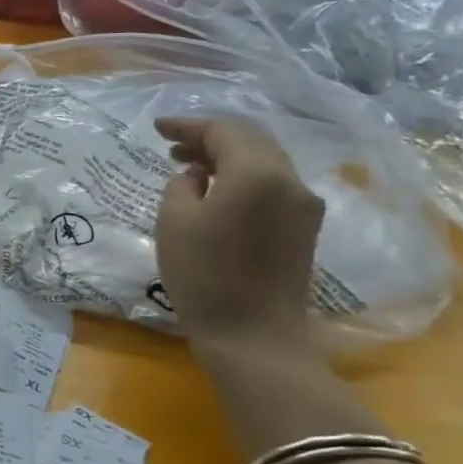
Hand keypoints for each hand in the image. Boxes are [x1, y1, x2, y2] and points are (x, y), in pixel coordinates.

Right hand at [154, 117, 323, 352]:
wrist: (254, 337)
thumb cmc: (205, 276)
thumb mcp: (174, 222)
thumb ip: (182, 185)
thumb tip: (197, 175)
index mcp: (257, 172)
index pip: (223, 131)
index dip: (187, 126)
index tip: (157, 129)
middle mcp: (290, 180)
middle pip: (250, 141)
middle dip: (210, 138)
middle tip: (173, 147)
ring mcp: (304, 205)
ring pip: (264, 162)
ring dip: (227, 158)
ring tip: (191, 169)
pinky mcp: (305, 228)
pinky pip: (273, 185)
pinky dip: (243, 178)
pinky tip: (218, 193)